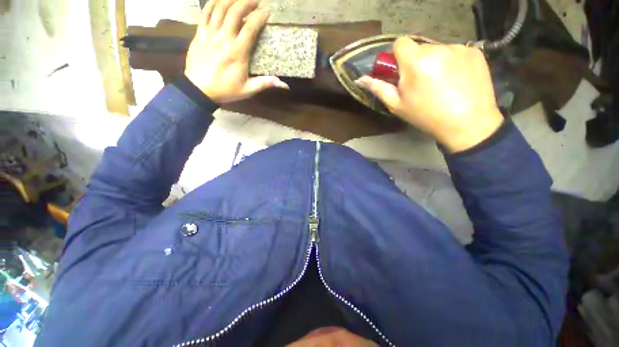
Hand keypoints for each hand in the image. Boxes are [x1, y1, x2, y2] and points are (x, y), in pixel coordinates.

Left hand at [185, 0, 288, 103]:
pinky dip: (213, 3)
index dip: (260, 17)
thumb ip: (264, 83)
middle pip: (235, 11)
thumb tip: (282, 84)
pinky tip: (220, 1)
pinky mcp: (199, 33)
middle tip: (255, 1)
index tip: (267, 12)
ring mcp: (210, 33)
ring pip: (219, 7)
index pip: (250, 28)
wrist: (199, 89)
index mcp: (238, 52)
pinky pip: (205, 12)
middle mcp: (224, 38)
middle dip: (247, 2)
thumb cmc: (226, 90)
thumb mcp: (248, 89)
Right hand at [356, 38, 503, 152]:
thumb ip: (379, 88)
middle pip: (419, 47)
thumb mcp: (397, 105)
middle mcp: (437, 48)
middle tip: (420, 83)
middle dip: (415, 61)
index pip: (400, 42)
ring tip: (440, 84)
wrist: (467, 123)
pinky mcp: (475, 51)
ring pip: (437, 49)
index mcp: (415, 62)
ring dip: (434, 62)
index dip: (397, 56)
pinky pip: (455, 52)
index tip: (401, 71)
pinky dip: (452, 62)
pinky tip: (455, 80)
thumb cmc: (425, 116)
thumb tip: (360, 79)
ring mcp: (458, 48)